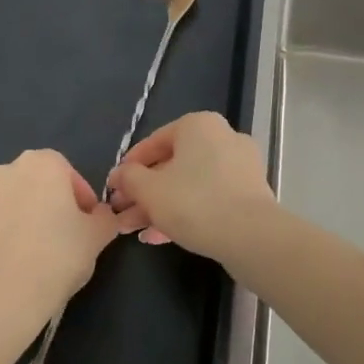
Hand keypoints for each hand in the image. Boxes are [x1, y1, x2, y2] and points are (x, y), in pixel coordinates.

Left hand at [0, 150, 119, 359]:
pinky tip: (1, 266)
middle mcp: (1, 172)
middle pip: (31, 185)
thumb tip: (98, 215)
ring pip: (1, 205)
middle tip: (57, 238)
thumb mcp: (98, 237)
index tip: (85, 223)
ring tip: (26, 255)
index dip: (79, 197)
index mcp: (40, 165)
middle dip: (43, 204)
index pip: (66, 172)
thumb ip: (104, 217)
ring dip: (14, 220)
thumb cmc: (56, 259)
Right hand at [105, 112, 276, 259]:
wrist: (250, 236)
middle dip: (143, 193)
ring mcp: (239, 166)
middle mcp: (222, 138)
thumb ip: (129, 178)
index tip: (113, 188)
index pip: (154, 141)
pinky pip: (209, 198)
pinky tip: (159, 237)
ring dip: (159, 206)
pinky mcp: (249, 193)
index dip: (128, 167)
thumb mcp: (149, 190)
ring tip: (133, 231)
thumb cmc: (194, 202)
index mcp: (199, 126)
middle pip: (172, 165)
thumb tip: (120, 175)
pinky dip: (184, 213)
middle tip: (121, 213)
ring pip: (189, 184)